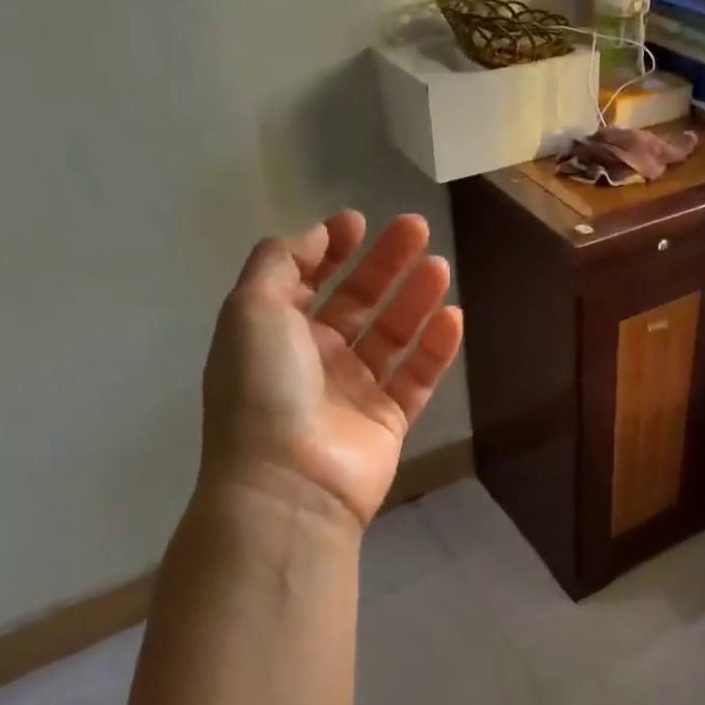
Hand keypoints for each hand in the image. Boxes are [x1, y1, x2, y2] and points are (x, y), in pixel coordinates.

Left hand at [201, 210, 463, 529]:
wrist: (289, 482)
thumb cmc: (263, 387)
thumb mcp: (251, 308)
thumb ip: (280, 261)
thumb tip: (318, 233)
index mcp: (276, 333)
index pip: (308, 280)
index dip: (331, 249)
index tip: (360, 223)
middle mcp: (315, 358)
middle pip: (358, 301)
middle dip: (385, 263)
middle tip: (417, 229)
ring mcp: (354, 391)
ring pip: (392, 335)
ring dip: (415, 299)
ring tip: (439, 266)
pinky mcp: (388, 420)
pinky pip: (417, 377)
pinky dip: (435, 348)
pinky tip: (453, 317)